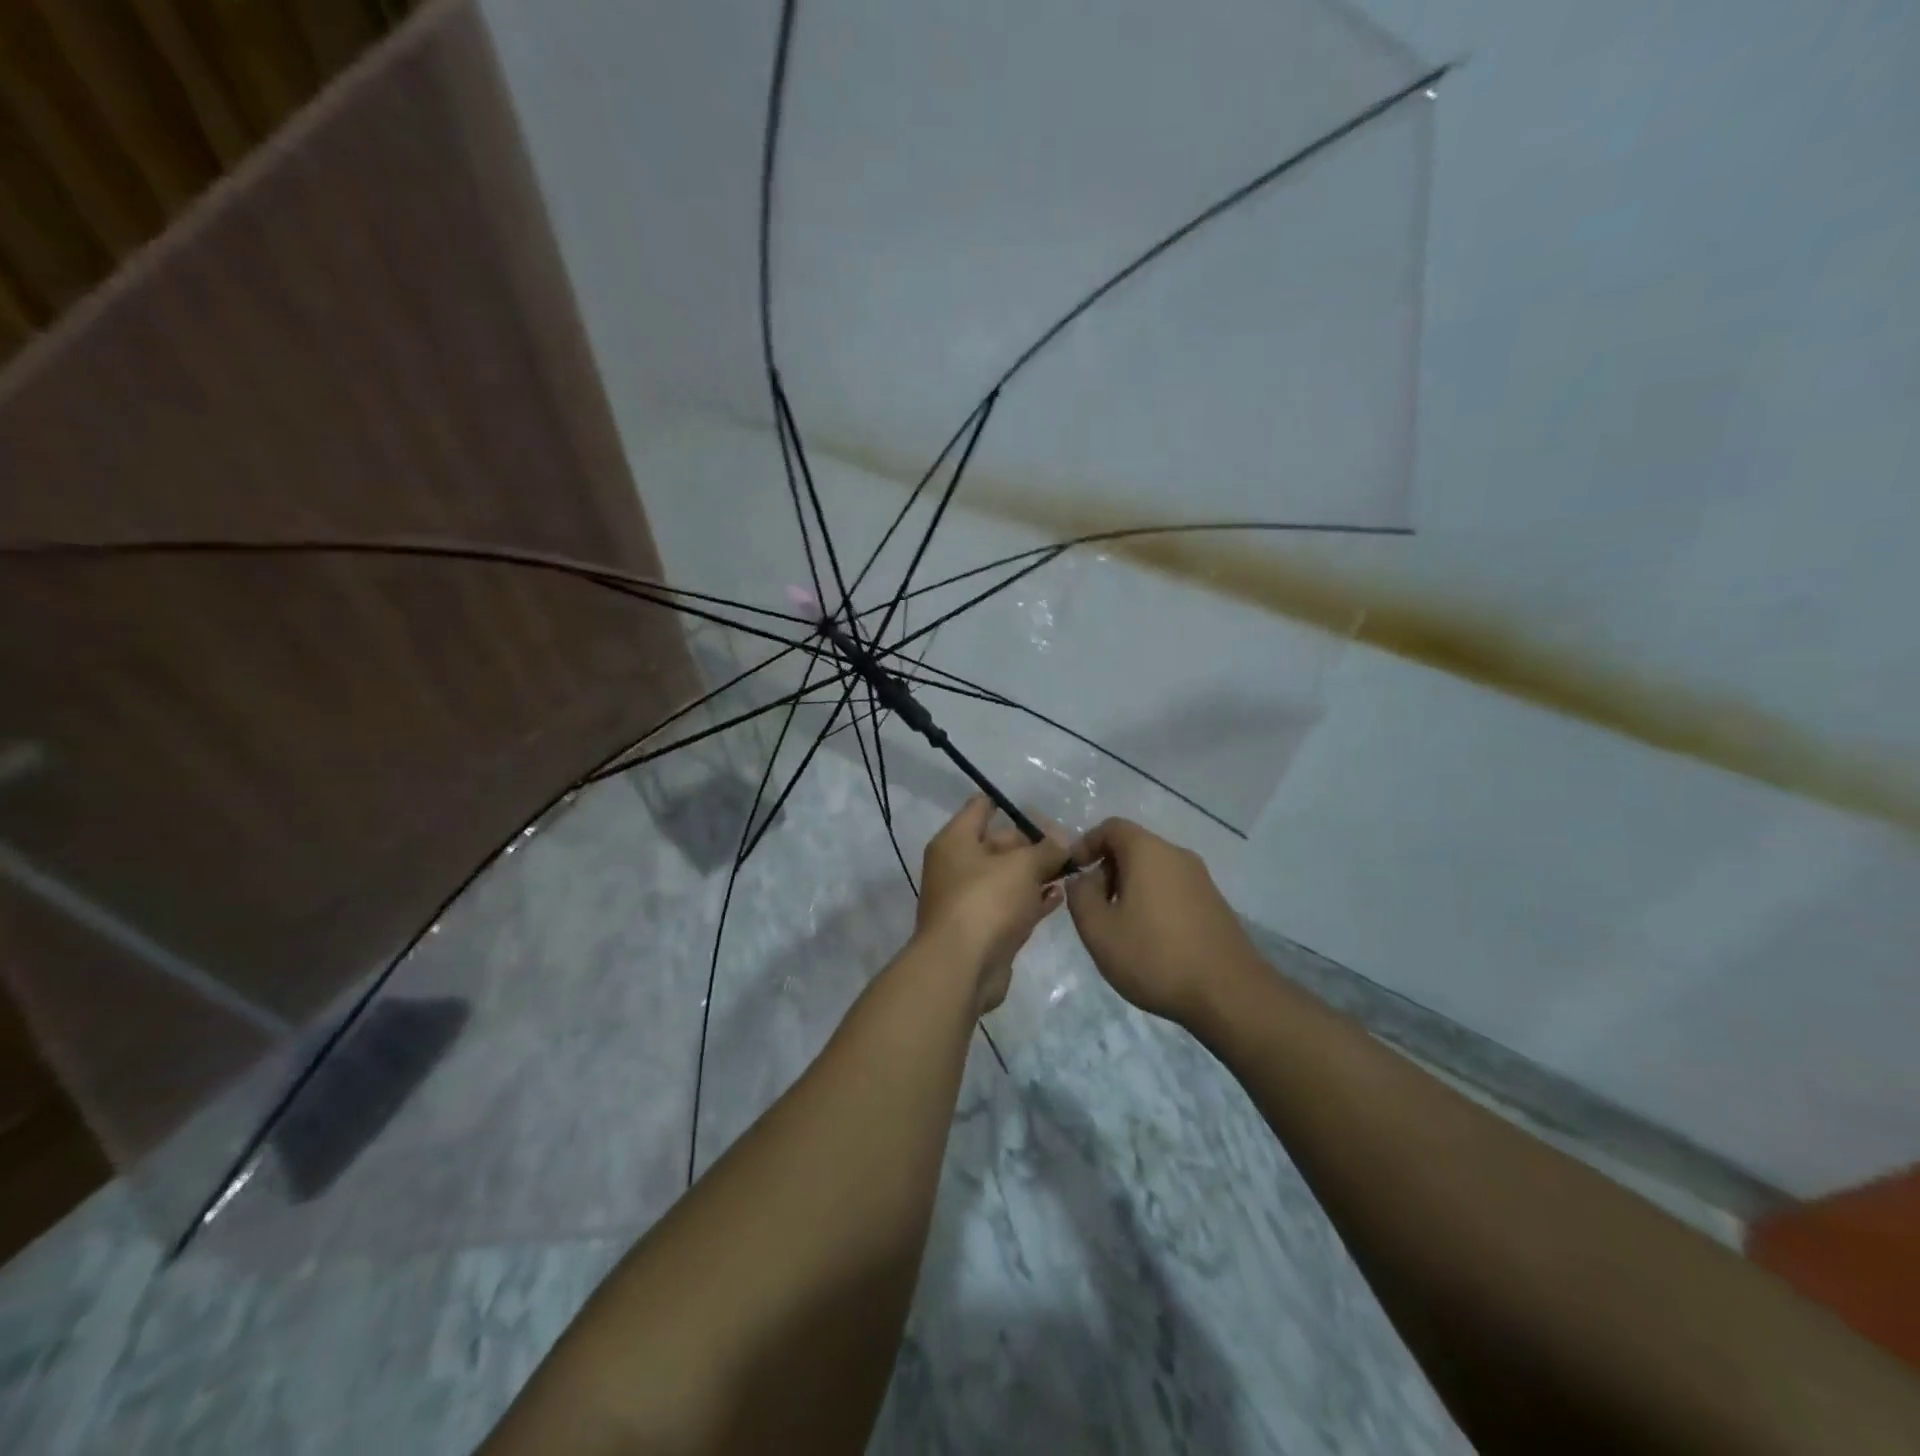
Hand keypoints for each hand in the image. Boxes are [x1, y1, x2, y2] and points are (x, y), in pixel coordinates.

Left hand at [917, 796, 1068, 1011]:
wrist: (962, 967)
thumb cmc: (987, 901)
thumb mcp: (1023, 866)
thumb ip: (1046, 849)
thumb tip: (1061, 841)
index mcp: (955, 841)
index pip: (980, 807)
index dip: (1007, 803)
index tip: (1040, 806)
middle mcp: (957, 866)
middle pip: (997, 843)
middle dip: (1032, 842)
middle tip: (1069, 843)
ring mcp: (969, 900)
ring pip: (1007, 877)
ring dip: (1036, 872)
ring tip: (1071, 867)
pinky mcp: (984, 929)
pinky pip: (1011, 905)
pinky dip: (1032, 900)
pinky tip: (1059, 896)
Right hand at [1065, 817, 1258, 1027]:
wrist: (1229, 994)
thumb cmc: (1154, 956)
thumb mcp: (1098, 930)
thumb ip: (1080, 896)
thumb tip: (1082, 879)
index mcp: (1148, 851)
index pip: (1111, 827)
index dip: (1086, 844)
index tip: (1073, 873)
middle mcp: (1177, 855)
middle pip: (1133, 847)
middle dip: (1107, 870)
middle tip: (1093, 907)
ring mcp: (1201, 879)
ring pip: (1154, 870)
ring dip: (1129, 889)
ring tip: (1119, 927)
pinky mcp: (1214, 903)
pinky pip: (1173, 889)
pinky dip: (1153, 901)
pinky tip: (1150, 940)